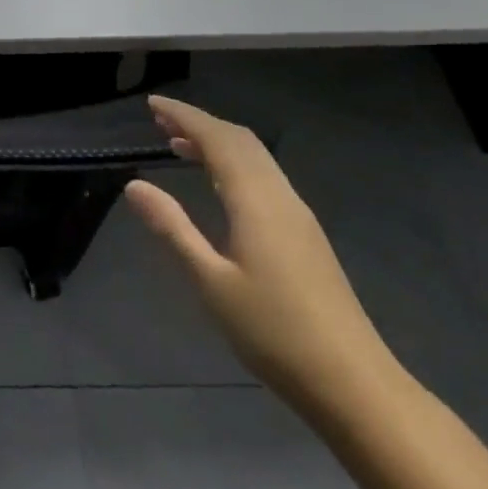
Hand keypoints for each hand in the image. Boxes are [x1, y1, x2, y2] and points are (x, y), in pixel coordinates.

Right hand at [125, 96, 399, 415]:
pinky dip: (234, 164)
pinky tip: (218, 186)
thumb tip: (134, 184)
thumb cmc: (274, 332)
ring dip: (218, 143)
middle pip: (240, 141)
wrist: (353, 383)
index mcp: (256, 201)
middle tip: (160, 120)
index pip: (217, 139)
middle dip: (200, 123)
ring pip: (256, 158)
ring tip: (179, 145)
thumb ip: (173, 228)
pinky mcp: (305, 235)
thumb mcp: (211, 281)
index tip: (152, 104)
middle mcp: (280, 196)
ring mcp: (298, 215)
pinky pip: (264, 177)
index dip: (184, 116)